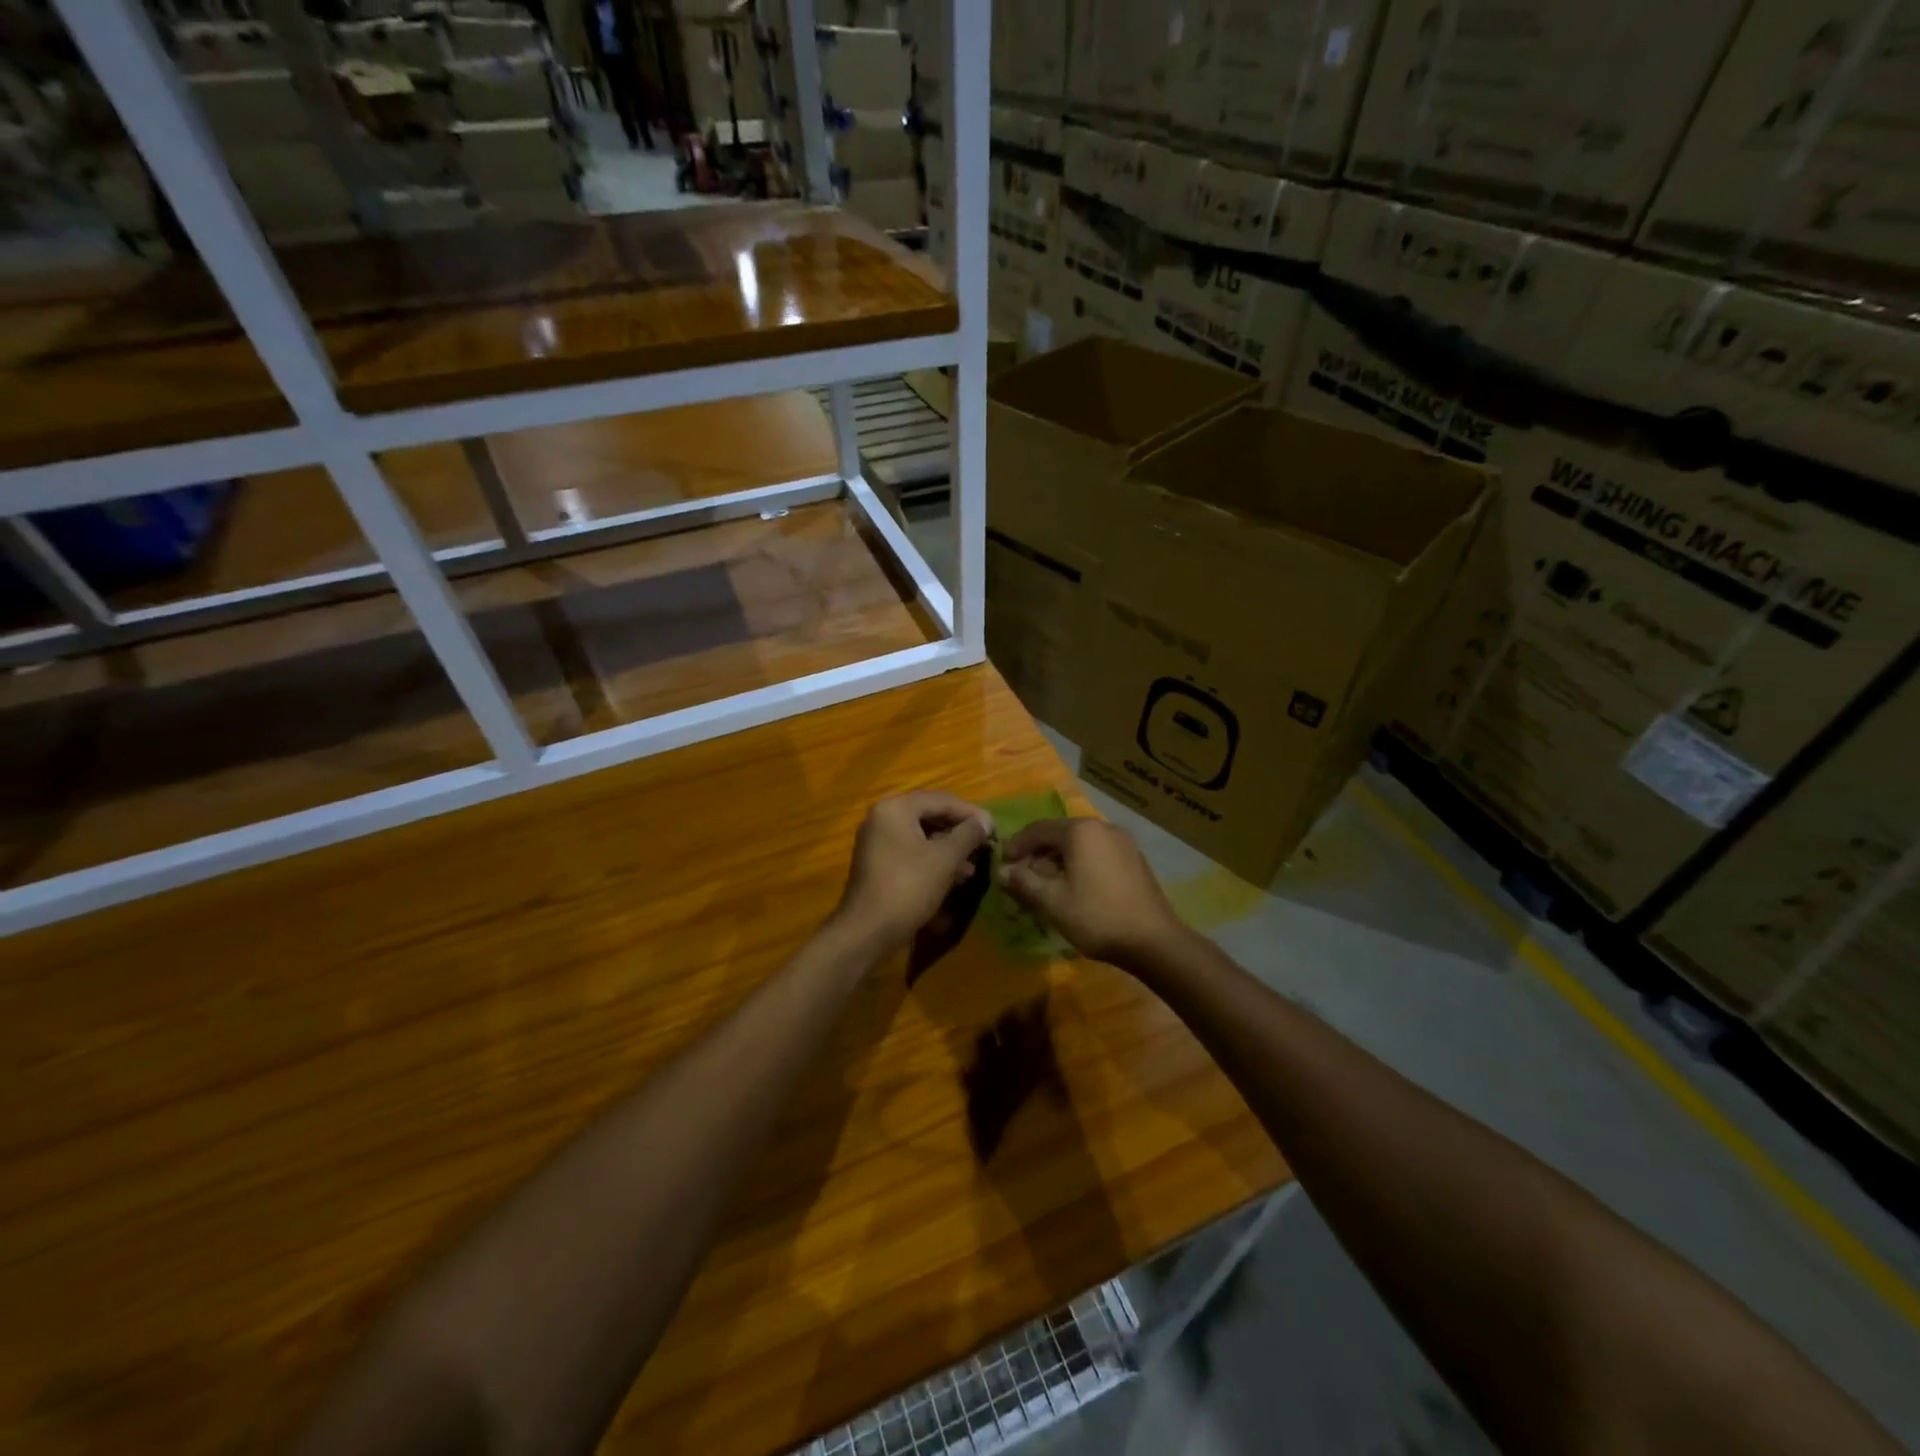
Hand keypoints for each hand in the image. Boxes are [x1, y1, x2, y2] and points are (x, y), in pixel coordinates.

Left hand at [833, 792, 994, 954]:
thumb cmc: (908, 887)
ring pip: (921, 836)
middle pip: (930, 815)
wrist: (866, 932)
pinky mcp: (877, 863)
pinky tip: (953, 877)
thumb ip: (968, 834)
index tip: (994, 829)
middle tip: (984, 845)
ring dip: (949, 848)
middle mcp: (882, 817)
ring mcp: (877, 841)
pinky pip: (911, 852)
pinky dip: (933, 860)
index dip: (970, 813)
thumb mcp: (945, 859)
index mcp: (895, 808)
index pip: (941, 800)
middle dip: (959, 832)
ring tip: (973, 867)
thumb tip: (985, 820)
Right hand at [998, 818, 1187, 969]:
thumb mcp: (1051, 901)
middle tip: (1022, 880)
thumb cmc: (1096, 916)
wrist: (1154, 941)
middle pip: (1060, 835)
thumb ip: (1023, 882)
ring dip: (1057, 863)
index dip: (1017, 846)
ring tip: (1045, 888)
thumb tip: (1002, 871)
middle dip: (1037, 856)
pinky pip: (1097, 855)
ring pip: (1079, 846)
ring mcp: (1123, 843)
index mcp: (1081, 831)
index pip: (1038, 829)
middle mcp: (1103, 827)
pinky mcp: (1134, 860)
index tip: (1002, 865)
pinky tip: (1074, 890)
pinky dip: (1079, 866)